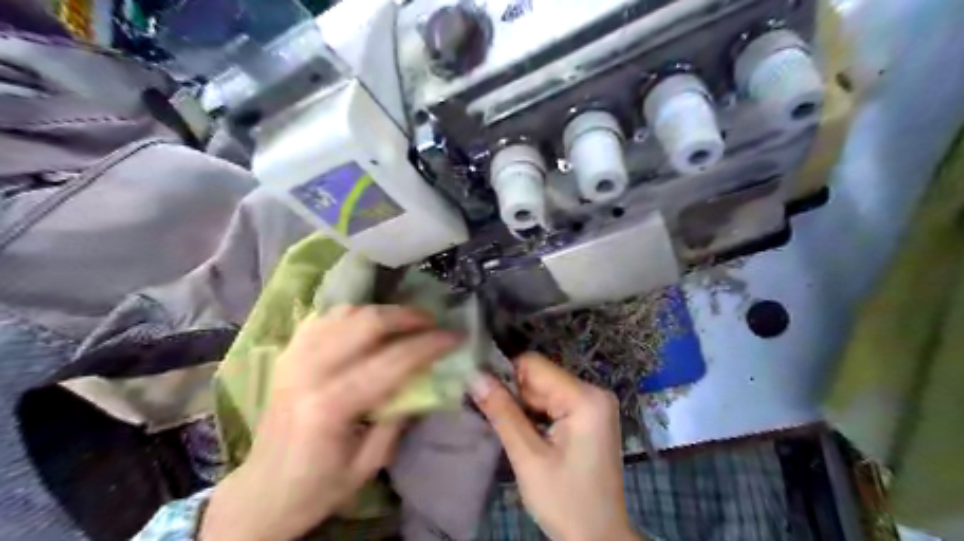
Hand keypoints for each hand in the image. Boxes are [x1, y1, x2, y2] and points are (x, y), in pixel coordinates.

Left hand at [199, 306, 457, 540]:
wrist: (260, 493)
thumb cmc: (318, 487)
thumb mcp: (369, 464)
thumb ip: (399, 417)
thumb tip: (425, 378)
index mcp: (331, 406)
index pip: (393, 360)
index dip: (430, 344)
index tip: (455, 336)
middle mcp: (309, 371)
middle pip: (367, 322)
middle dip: (408, 316)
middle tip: (432, 321)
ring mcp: (293, 357)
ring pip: (345, 312)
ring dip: (382, 311)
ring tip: (405, 322)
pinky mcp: (286, 355)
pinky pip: (323, 317)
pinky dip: (351, 314)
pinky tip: (367, 324)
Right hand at [474, 352, 637, 540]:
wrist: (599, 539)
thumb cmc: (565, 501)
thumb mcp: (528, 457)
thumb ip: (502, 412)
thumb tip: (474, 376)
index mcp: (585, 397)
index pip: (534, 365)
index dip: (505, 377)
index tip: (486, 398)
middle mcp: (594, 391)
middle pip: (540, 377)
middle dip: (516, 397)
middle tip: (499, 423)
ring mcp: (595, 404)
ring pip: (544, 390)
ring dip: (525, 408)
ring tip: (516, 435)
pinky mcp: (590, 416)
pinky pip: (555, 402)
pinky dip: (537, 415)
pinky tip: (531, 437)